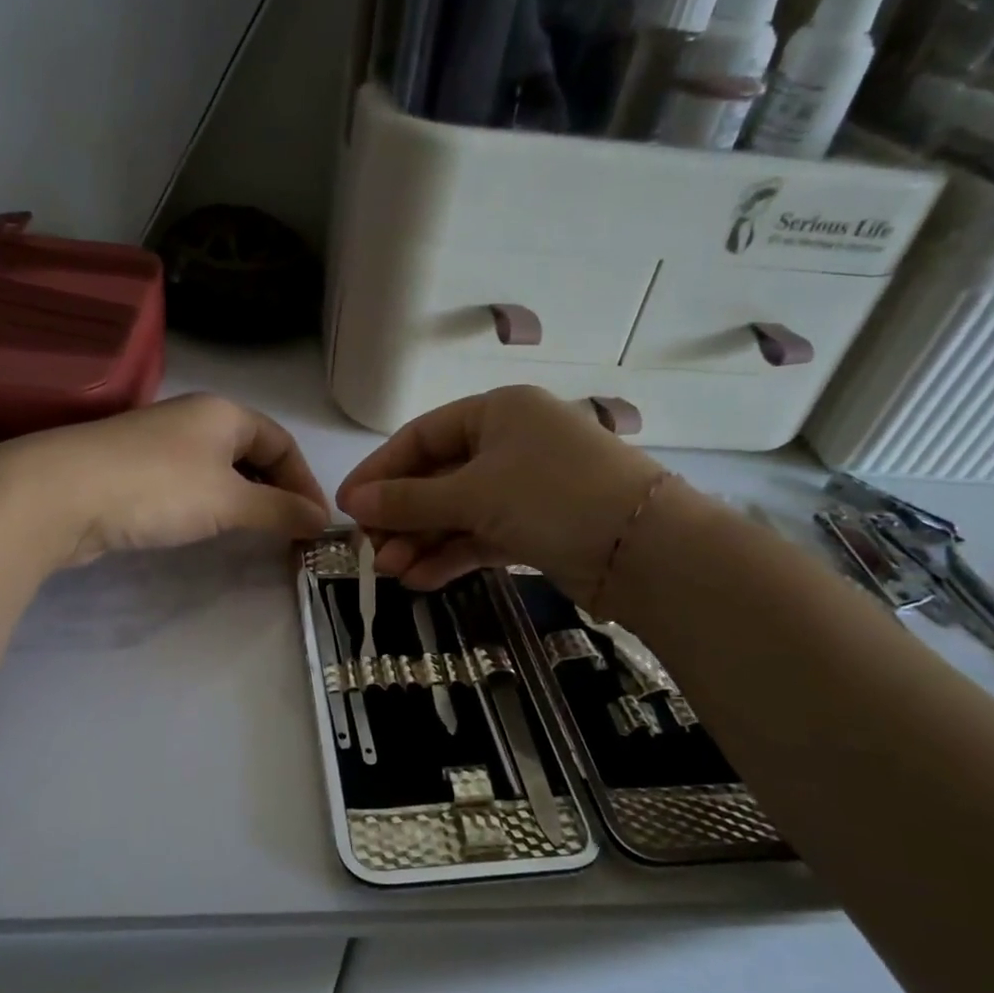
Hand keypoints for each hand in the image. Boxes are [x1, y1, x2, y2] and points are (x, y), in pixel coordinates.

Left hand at [0, 394, 330, 568]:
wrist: (59, 494)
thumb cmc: (158, 488)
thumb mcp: (229, 500)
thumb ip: (279, 510)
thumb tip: (322, 521)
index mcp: (224, 413)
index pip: (282, 442)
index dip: (305, 482)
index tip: (317, 524)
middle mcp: (194, 419)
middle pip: (252, 453)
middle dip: (277, 491)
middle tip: (291, 532)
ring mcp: (160, 444)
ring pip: (219, 470)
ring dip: (244, 500)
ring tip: (257, 534)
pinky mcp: (134, 471)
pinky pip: (189, 485)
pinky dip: (211, 505)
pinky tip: (209, 528)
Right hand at [336, 386, 667, 596]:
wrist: (646, 551)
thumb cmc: (553, 497)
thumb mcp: (474, 494)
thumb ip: (410, 501)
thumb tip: (354, 503)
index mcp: (497, 413)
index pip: (421, 437)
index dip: (380, 471)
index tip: (348, 506)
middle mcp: (510, 444)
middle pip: (437, 478)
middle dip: (402, 516)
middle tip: (369, 550)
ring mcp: (524, 488)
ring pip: (458, 512)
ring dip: (422, 541)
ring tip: (390, 572)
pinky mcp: (536, 528)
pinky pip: (480, 536)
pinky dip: (451, 556)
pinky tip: (420, 580)